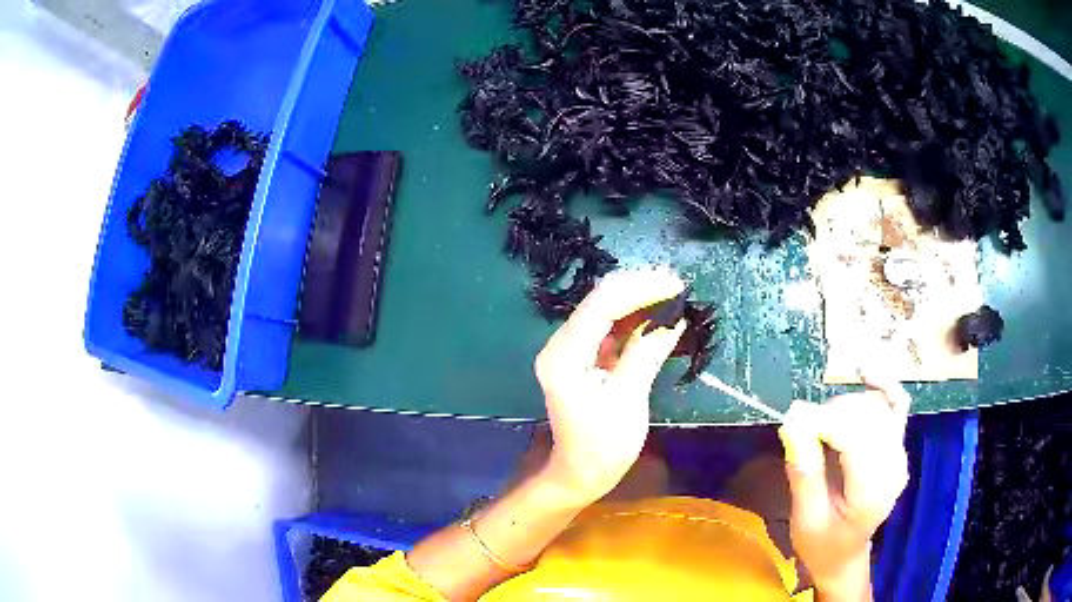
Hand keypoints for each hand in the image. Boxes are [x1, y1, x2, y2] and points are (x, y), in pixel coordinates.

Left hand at [534, 269, 686, 503]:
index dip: (640, 289)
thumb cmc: (602, 446)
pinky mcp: (584, 358)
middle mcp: (562, 344)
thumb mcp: (628, 399)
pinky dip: (636, 320)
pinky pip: (611, 329)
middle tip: (678, 285)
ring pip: (607, 311)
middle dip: (640, 289)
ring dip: (640, 300)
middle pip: (601, 301)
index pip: (601, 305)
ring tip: (674, 294)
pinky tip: (660, 315)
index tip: (675, 285)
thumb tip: (673, 319)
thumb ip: (646, 354)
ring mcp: (572, 350)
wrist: (579, 474)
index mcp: (565, 355)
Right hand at [778, 374, 910, 598]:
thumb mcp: (805, 519)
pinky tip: (865, 374)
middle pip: (865, 416)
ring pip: (876, 406)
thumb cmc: (821, 544)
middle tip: (800, 431)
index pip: (854, 437)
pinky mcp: (897, 443)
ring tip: (819, 427)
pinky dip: (881, 385)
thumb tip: (793, 422)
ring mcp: (899, 453)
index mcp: (871, 493)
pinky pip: (896, 402)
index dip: (822, 421)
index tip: (792, 422)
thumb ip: (804, 473)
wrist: (844, 554)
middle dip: (829, 414)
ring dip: (844, 407)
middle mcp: (894, 467)